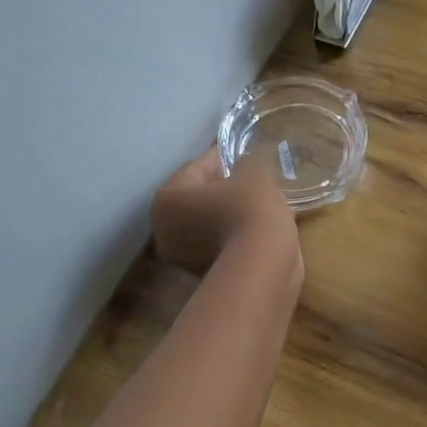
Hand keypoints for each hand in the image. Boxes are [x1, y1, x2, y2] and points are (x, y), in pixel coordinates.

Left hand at [151, 149, 300, 278]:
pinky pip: (222, 242)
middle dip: (224, 188)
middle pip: (199, 198)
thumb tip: (246, 165)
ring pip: (210, 222)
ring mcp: (183, 257)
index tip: (244, 152)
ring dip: (231, 212)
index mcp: (167, 198)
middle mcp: (164, 229)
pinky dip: (237, 234)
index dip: (224, 157)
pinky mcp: (205, 274)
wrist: (262, 266)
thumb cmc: (249, 210)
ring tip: (261, 202)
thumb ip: (246, 163)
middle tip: (253, 179)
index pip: (198, 167)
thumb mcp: (252, 174)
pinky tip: (260, 226)